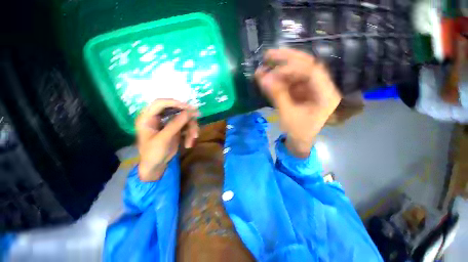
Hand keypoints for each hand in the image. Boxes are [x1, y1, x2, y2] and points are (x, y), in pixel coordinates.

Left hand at [136, 99, 198, 180]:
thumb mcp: (164, 139)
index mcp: (147, 117)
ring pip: (184, 118)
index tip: (189, 107)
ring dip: (191, 127)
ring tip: (193, 138)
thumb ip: (175, 124)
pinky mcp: (176, 128)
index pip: (160, 103)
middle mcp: (158, 117)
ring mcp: (168, 123)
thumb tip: (189, 111)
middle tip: (197, 116)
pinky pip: (187, 126)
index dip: (175, 103)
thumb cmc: (153, 153)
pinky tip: (189, 143)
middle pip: (175, 109)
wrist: (156, 166)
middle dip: (187, 115)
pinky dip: (190, 133)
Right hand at [255, 49, 340, 157]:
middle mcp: (322, 86)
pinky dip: (278, 77)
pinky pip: (290, 80)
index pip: (312, 71)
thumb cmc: (297, 132)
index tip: (273, 71)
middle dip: (286, 59)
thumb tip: (262, 77)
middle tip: (268, 55)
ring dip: (280, 67)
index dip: (292, 67)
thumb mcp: (287, 114)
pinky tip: (268, 76)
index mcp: (326, 94)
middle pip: (306, 65)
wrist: (299, 141)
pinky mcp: (302, 91)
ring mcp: (311, 88)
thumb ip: (276, 95)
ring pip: (297, 71)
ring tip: (264, 65)